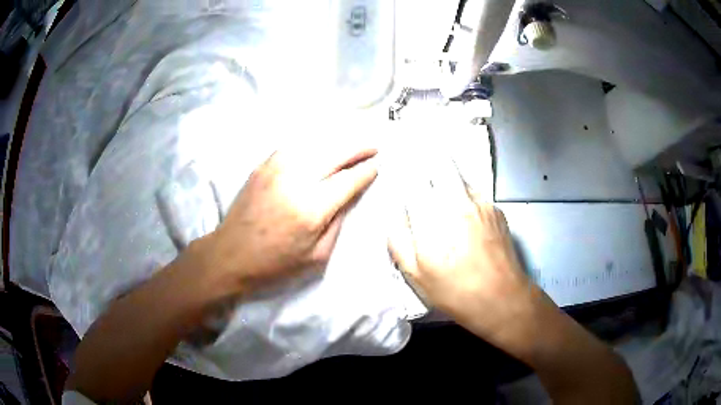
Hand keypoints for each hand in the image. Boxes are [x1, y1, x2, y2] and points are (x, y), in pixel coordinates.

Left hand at [201, 144, 377, 294]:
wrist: (230, 255)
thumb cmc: (275, 264)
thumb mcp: (317, 256)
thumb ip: (338, 223)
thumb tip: (349, 196)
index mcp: (311, 208)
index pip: (348, 180)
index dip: (366, 171)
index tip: (378, 165)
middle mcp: (295, 180)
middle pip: (334, 154)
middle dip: (357, 149)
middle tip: (373, 148)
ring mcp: (276, 169)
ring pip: (314, 145)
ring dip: (336, 144)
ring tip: (350, 146)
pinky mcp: (262, 167)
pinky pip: (293, 148)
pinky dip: (311, 146)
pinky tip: (318, 150)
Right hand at [387, 159, 538, 344]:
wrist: (502, 299)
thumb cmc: (455, 291)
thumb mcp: (416, 274)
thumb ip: (399, 239)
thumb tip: (394, 211)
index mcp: (432, 217)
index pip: (413, 178)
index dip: (404, 168)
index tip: (397, 166)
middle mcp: (457, 201)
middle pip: (440, 163)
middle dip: (426, 158)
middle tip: (417, 162)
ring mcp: (481, 202)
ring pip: (459, 174)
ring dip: (446, 174)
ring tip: (439, 185)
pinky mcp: (496, 209)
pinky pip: (474, 191)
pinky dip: (464, 192)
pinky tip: (462, 210)